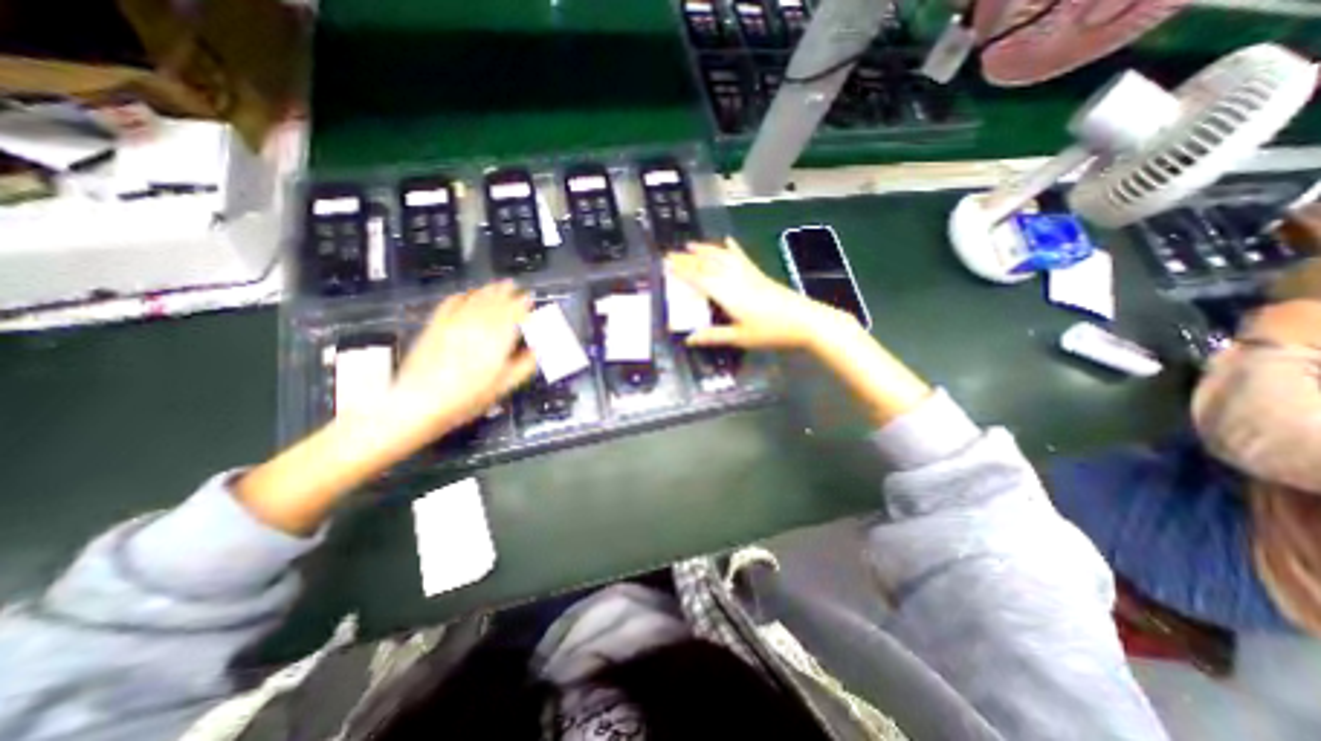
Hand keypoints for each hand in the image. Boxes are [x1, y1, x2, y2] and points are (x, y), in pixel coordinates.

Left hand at [384, 281, 538, 445]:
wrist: (419, 403)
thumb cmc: (467, 398)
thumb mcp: (503, 386)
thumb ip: (524, 365)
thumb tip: (537, 351)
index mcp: (498, 338)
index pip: (516, 313)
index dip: (525, 305)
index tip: (531, 301)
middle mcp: (478, 325)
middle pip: (496, 302)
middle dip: (509, 292)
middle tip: (516, 287)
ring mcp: (454, 323)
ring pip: (476, 299)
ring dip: (489, 290)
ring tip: (497, 285)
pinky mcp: (435, 326)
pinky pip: (450, 303)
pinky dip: (462, 296)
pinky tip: (466, 294)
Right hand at [671, 242, 926, 426]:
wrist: (806, 321)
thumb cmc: (771, 332)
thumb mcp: (740, 338)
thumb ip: (713, 336)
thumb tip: (688, 339)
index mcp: (727, 293)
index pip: (698, 278)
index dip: (681, 270)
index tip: (666, 263)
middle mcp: (734, 278)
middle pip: (708, 265)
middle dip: (688, 258)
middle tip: (672, 253)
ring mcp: (748, 274)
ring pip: (723, 257)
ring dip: (706, 250)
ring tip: (692, 244)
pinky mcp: (759, 275)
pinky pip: (742, 258)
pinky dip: (733, 249)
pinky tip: (729, 241)